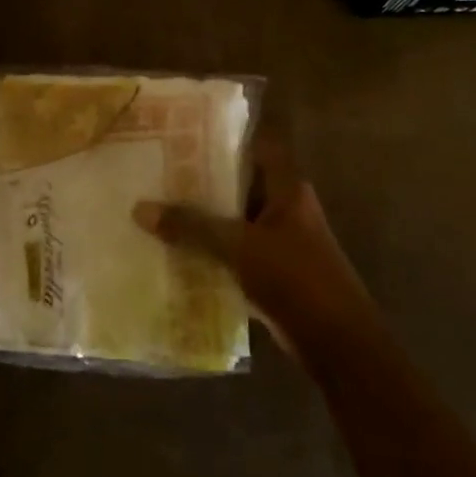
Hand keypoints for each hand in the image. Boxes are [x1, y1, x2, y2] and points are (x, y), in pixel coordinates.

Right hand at [133, 136, 376, 360]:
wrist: (335, 342)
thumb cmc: (295, 279)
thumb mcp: (239, 247)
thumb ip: (192, 227)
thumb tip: (140, 209)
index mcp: (287, 189)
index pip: (258, 146)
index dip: (226, 137)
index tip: (185, 134)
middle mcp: (284, 208)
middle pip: (239, 184)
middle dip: (202, 181)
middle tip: (156, 172)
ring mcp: (279, 241)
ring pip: (234, 220)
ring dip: (202, 219)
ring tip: (156, 208)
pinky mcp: (271, 272)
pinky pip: (234, 253)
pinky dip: (209, 252)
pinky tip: (172, 252)